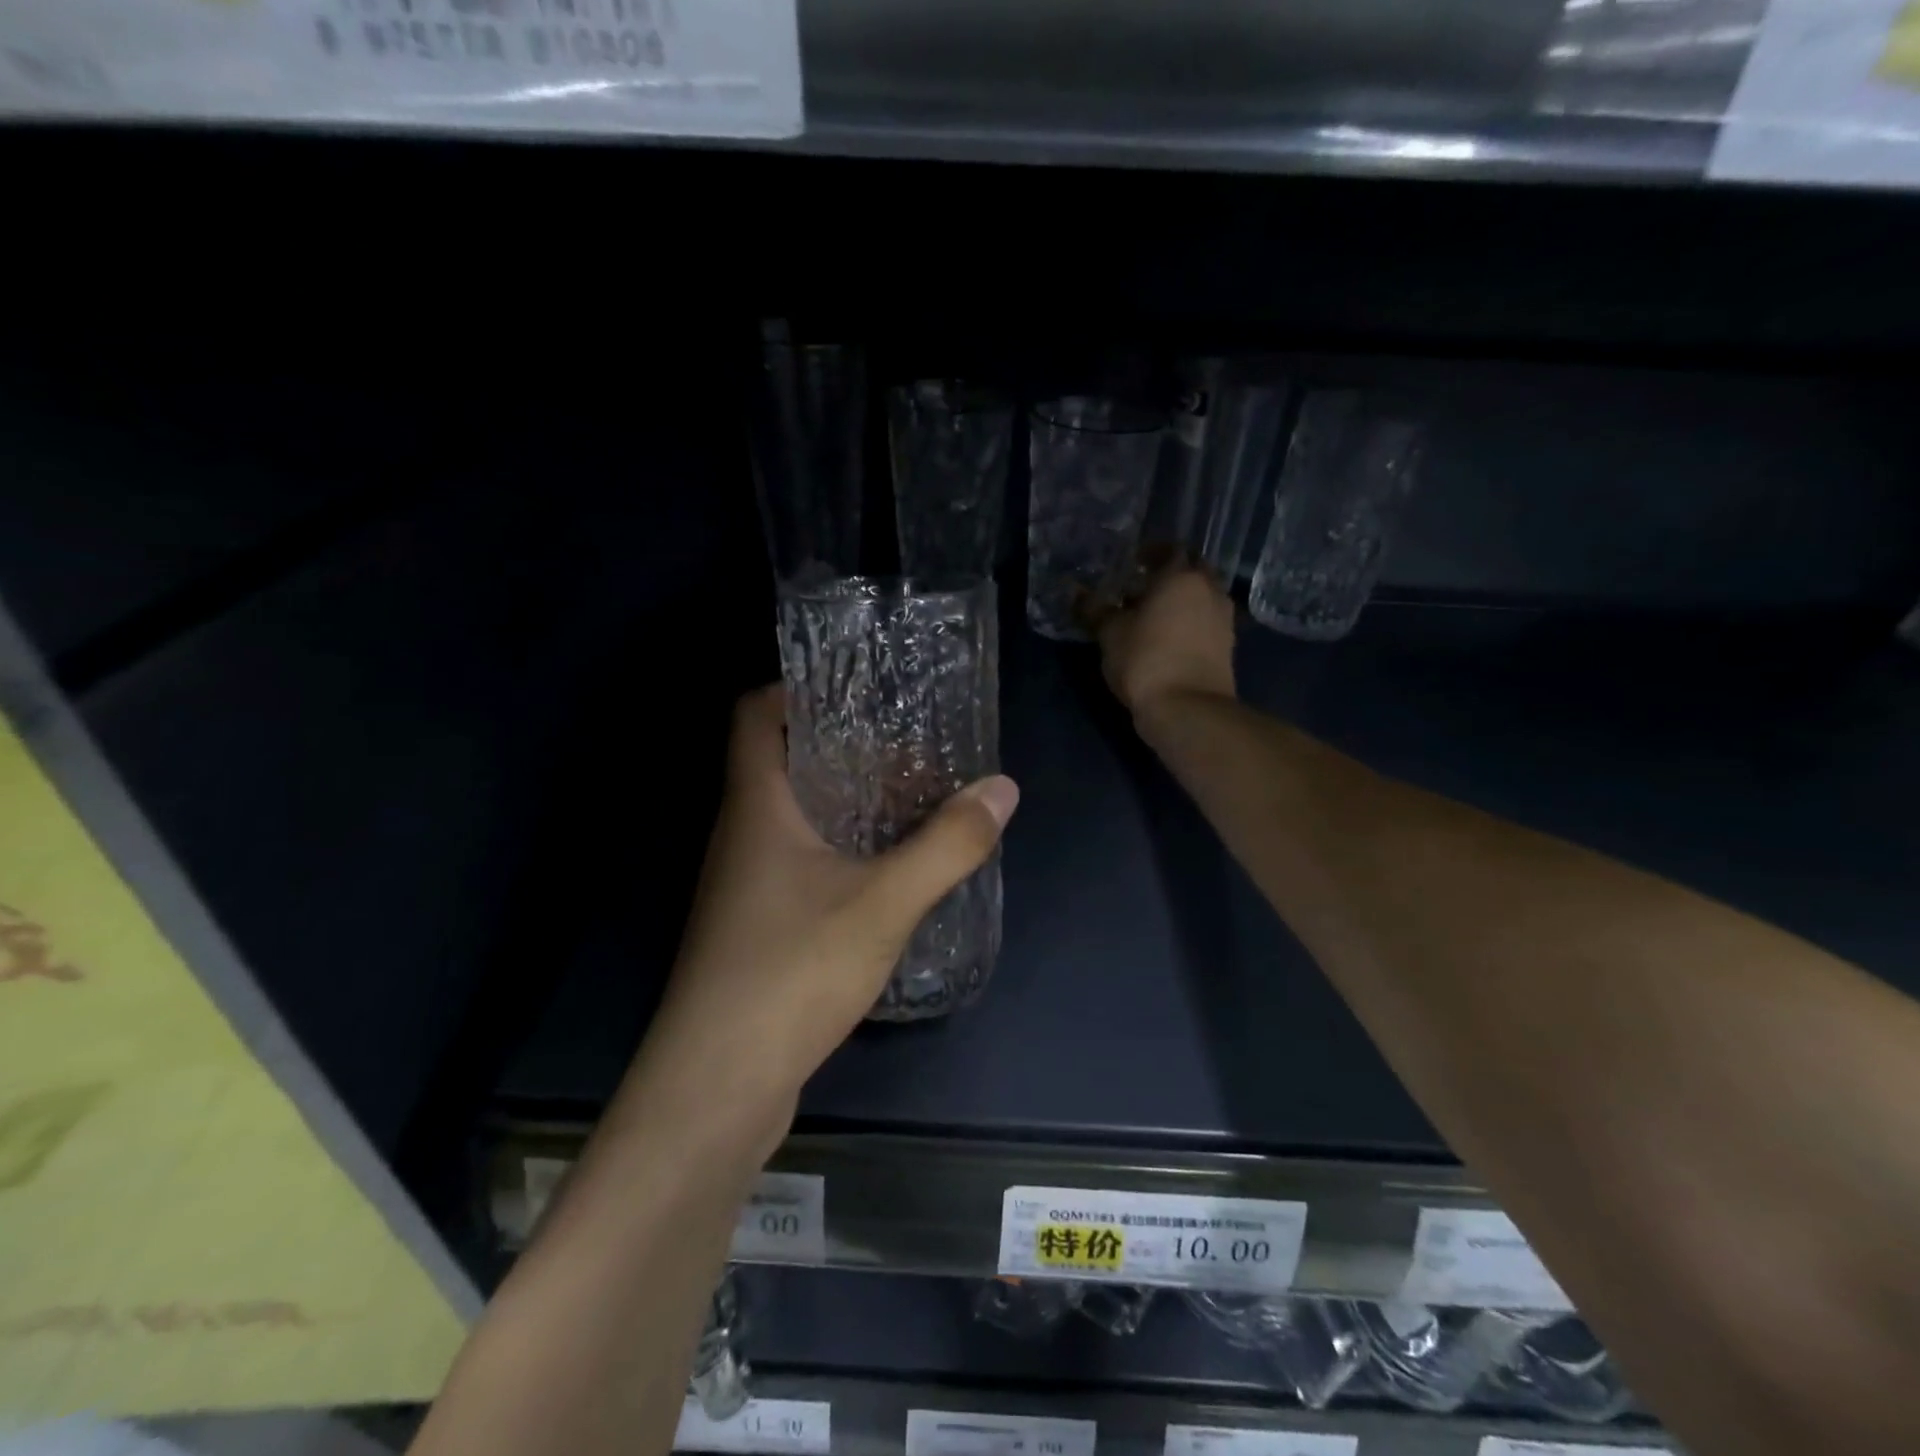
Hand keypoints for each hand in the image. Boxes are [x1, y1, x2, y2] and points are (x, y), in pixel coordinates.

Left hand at [634, 686, 1018, 1140]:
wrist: (716, 1087)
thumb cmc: (790, 973)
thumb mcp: (883, 903)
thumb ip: (946, 845)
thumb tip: (1001, 789)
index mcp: (755, 805)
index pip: (755, 714)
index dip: (797, 689)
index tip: (859, 691)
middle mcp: (741, 834)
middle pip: (784, 762)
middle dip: (846, 748)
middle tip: (911, 752)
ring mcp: (745, 884)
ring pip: (796, 817)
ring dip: (849, 803)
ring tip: (914, 803)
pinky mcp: (758, 927)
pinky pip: (802, 863)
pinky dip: (843, 850)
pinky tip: (890, 872)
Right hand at [1093, 560, 1237, 717]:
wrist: (1188, 709)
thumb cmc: (1145, 660)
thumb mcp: (1110, 633)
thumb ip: (1094, 608)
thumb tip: (1075, 592)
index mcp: (1182, 577)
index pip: (1169, 549)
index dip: (1150, 552)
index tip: (1132, 562)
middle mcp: (1210, 589)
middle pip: (1191, 570)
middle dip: (1170, 574)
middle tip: (1143, 586)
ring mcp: (1223, 618)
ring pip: (1202, 596)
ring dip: (1181, 599)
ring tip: (1153, 614)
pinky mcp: (1227, 645)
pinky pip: (1206, 620)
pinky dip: (1190, 620)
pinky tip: (1168, 636)